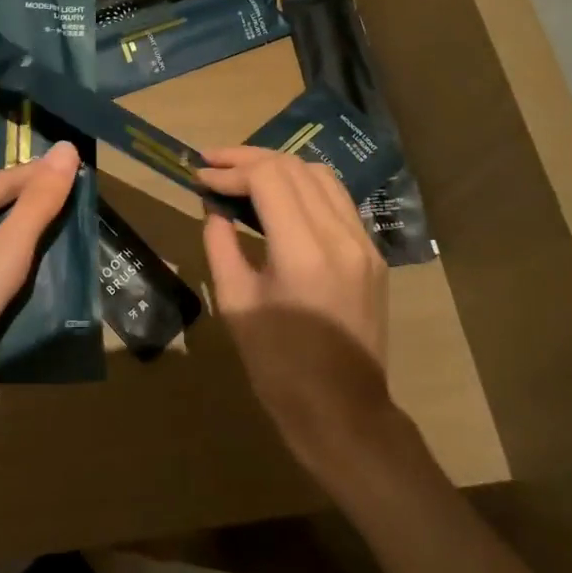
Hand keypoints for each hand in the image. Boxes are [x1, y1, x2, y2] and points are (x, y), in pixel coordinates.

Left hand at [0, 141, 81, 426]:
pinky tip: (40, 273)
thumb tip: (67, 149)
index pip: (1, 181)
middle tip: (80, 202)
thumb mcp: (5, 252)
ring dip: (28, 235)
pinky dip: (15, 264)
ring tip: (69, 233)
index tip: (81, 171)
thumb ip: (38, 203)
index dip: (40, 174)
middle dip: (35, 203)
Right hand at [199, 148, 394, 474]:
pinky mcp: (372, 255)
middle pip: (295, 167)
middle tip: (213, 164)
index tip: (199, 176)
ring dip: (279, 167)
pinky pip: (337, 201)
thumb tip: (215, 210)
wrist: (343, 413)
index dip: (230, 170)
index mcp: (304, 251)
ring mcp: (364, 243)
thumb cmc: (279, 367)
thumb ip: (221, 246)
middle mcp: (341, 236)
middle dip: (250, 159)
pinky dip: (304, 186)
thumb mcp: (236, 304)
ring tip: (242, 173)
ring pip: (321, 176)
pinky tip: (280, 197)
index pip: (269, 178)